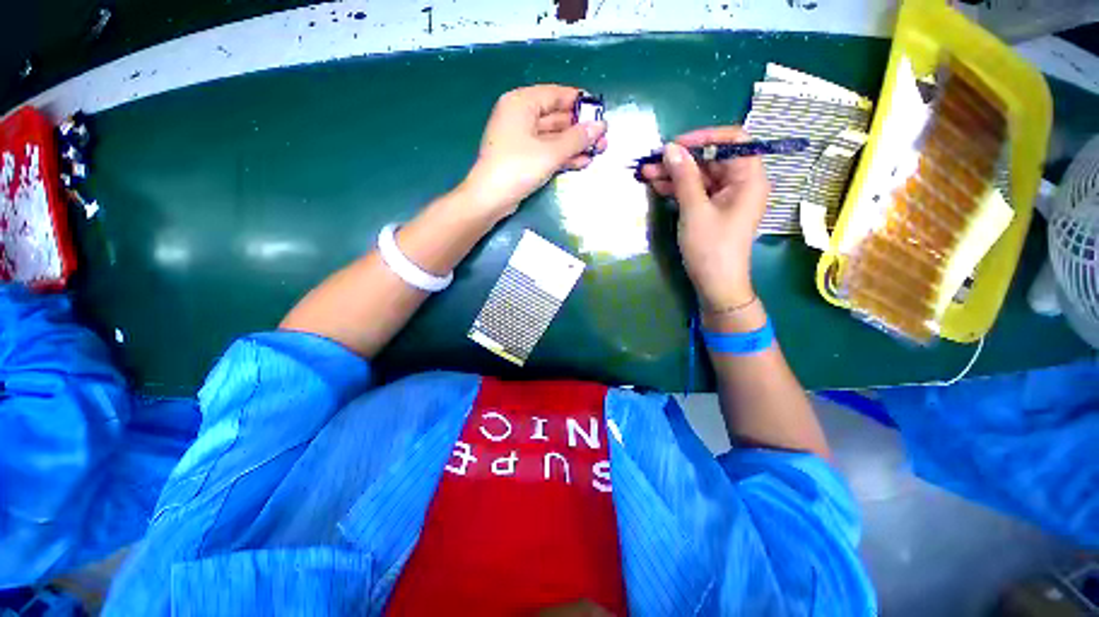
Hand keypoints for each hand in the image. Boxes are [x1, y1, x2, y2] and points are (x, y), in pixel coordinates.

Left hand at [460, 84, 607, 218]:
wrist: (490, 199)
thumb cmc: (518, 168)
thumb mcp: (550, 152)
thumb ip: (577, 139)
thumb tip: (601, 126)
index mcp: (522, 103)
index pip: (557, 95)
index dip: (580, 103)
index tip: (601, 113)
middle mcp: (520, 116)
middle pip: (557, 117)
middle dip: (580, 129)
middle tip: (603, 139)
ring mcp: (521, 139)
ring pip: (553, 137)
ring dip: (575, 145)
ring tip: (598, 152)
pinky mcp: (523, 158)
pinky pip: (547, 151)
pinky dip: (563, 156)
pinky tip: (582, 162)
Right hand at [638, 126, 769, 310]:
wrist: (716, 285)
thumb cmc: (710, 248)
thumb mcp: (694, 210)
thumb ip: (683, 177)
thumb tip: (670, 148)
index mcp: (749, 178)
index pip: (734, 140)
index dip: (704, 137)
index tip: (676, 144)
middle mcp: (741, 183)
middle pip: (712, 159)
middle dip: (681, 159)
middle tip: (652, 162)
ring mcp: (727, 197)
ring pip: (700, 175)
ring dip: (675, 174)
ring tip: (646, 173)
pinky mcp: (714, 210)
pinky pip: (697, 191)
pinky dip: (678, 188)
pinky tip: (657, 186)